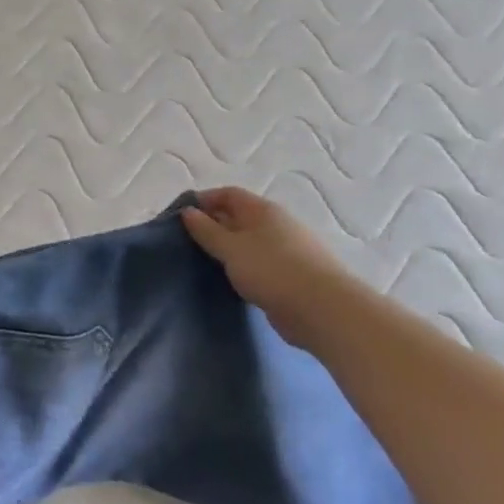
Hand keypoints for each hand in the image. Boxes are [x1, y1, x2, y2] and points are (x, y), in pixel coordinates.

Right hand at [180, 186, 353, 347]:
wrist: (322, 309)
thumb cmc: (271, 270)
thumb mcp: (230, 248)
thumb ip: (206, 230)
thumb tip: (188, 211)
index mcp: (263, 211)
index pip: (229, 194)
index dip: (204, 200)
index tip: (181, 215)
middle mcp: (277, 224)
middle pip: (240, 216)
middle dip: (214, 224)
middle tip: (188, 241)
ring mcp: (288, 250)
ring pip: (250, 242)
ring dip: (229, 248)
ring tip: (206, 262)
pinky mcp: (293, 275)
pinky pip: (261, 263)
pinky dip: (243, 267)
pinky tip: (232, 280)